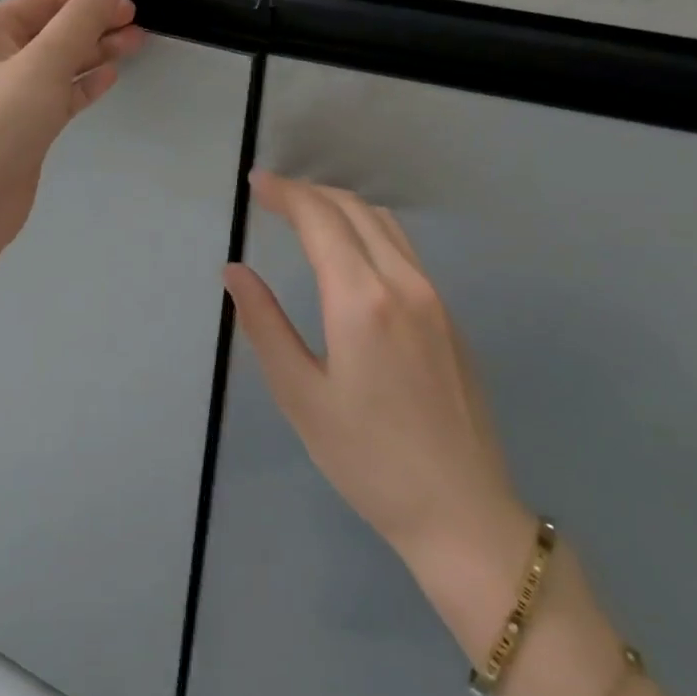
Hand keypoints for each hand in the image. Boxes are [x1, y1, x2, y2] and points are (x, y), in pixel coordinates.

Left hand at [0, 0, 142, 256]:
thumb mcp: (42, 63)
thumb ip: (80, 21)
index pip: (45, 0)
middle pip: (54, 30)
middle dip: (95, 23)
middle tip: (139, 22)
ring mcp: (10, 95)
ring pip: (60, 63)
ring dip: (95, 51)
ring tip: (136, 42)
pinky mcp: (25, 127)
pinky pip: (59, 95)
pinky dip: (84, 85)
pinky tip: (111, 76)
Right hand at [224, 172, 534, 640]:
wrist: (462, 512)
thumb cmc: (367, 460)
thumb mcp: (301, 396)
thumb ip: (264, 325)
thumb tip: (234, 272)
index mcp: (362, 301)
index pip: (320, 220)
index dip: (285, 194)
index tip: (255, 183)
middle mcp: (404, 284)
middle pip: (355, 210)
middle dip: (310, 193)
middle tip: (272, 195)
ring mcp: (435, 298)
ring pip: (385, 225)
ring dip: (342, 207)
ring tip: (305, 214)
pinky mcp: (449, 317)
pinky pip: (404, 250)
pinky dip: (368, 230)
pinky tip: (349, 252)